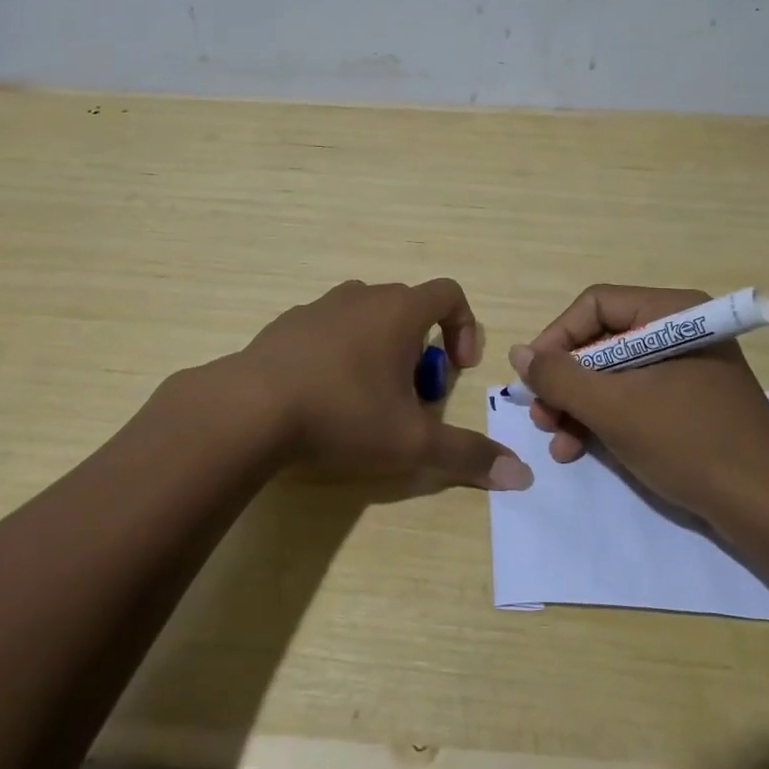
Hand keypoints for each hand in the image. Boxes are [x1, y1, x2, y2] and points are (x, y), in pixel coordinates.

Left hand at [239, 279, 532, 490]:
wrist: (247, 410)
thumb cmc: (342, 415)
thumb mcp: (411, 443)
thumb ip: (467, 455)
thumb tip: (521, 474)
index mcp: (398, 310)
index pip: (449, 294)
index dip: (465, 327)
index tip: (458, 370)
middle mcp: (361, 296)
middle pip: (408, 310)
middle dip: (421, 351)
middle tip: (412, 399)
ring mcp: (318, 307)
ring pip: (366, 319)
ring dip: (380, 351)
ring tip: (368, 400)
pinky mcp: (285, 325)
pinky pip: (328, 330)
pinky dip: (339, 355)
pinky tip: (323, 398)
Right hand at [507, 284, 768, 518]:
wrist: (768, 510)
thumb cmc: (689, 444)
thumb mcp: (613, 409)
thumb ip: (560, 376)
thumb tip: (518, 353)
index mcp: (672, 313)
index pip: (595, 306)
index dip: (556, 338)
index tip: (531, 377)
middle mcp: (680, 330)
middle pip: (602, 341)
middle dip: (566, 381)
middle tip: (541, 416)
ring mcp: (688, 368)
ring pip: (614, 373)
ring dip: (579, 405)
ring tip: (556, 441)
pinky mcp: (691, 402)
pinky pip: (636, 396)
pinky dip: (605, 418)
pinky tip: (580, 448)